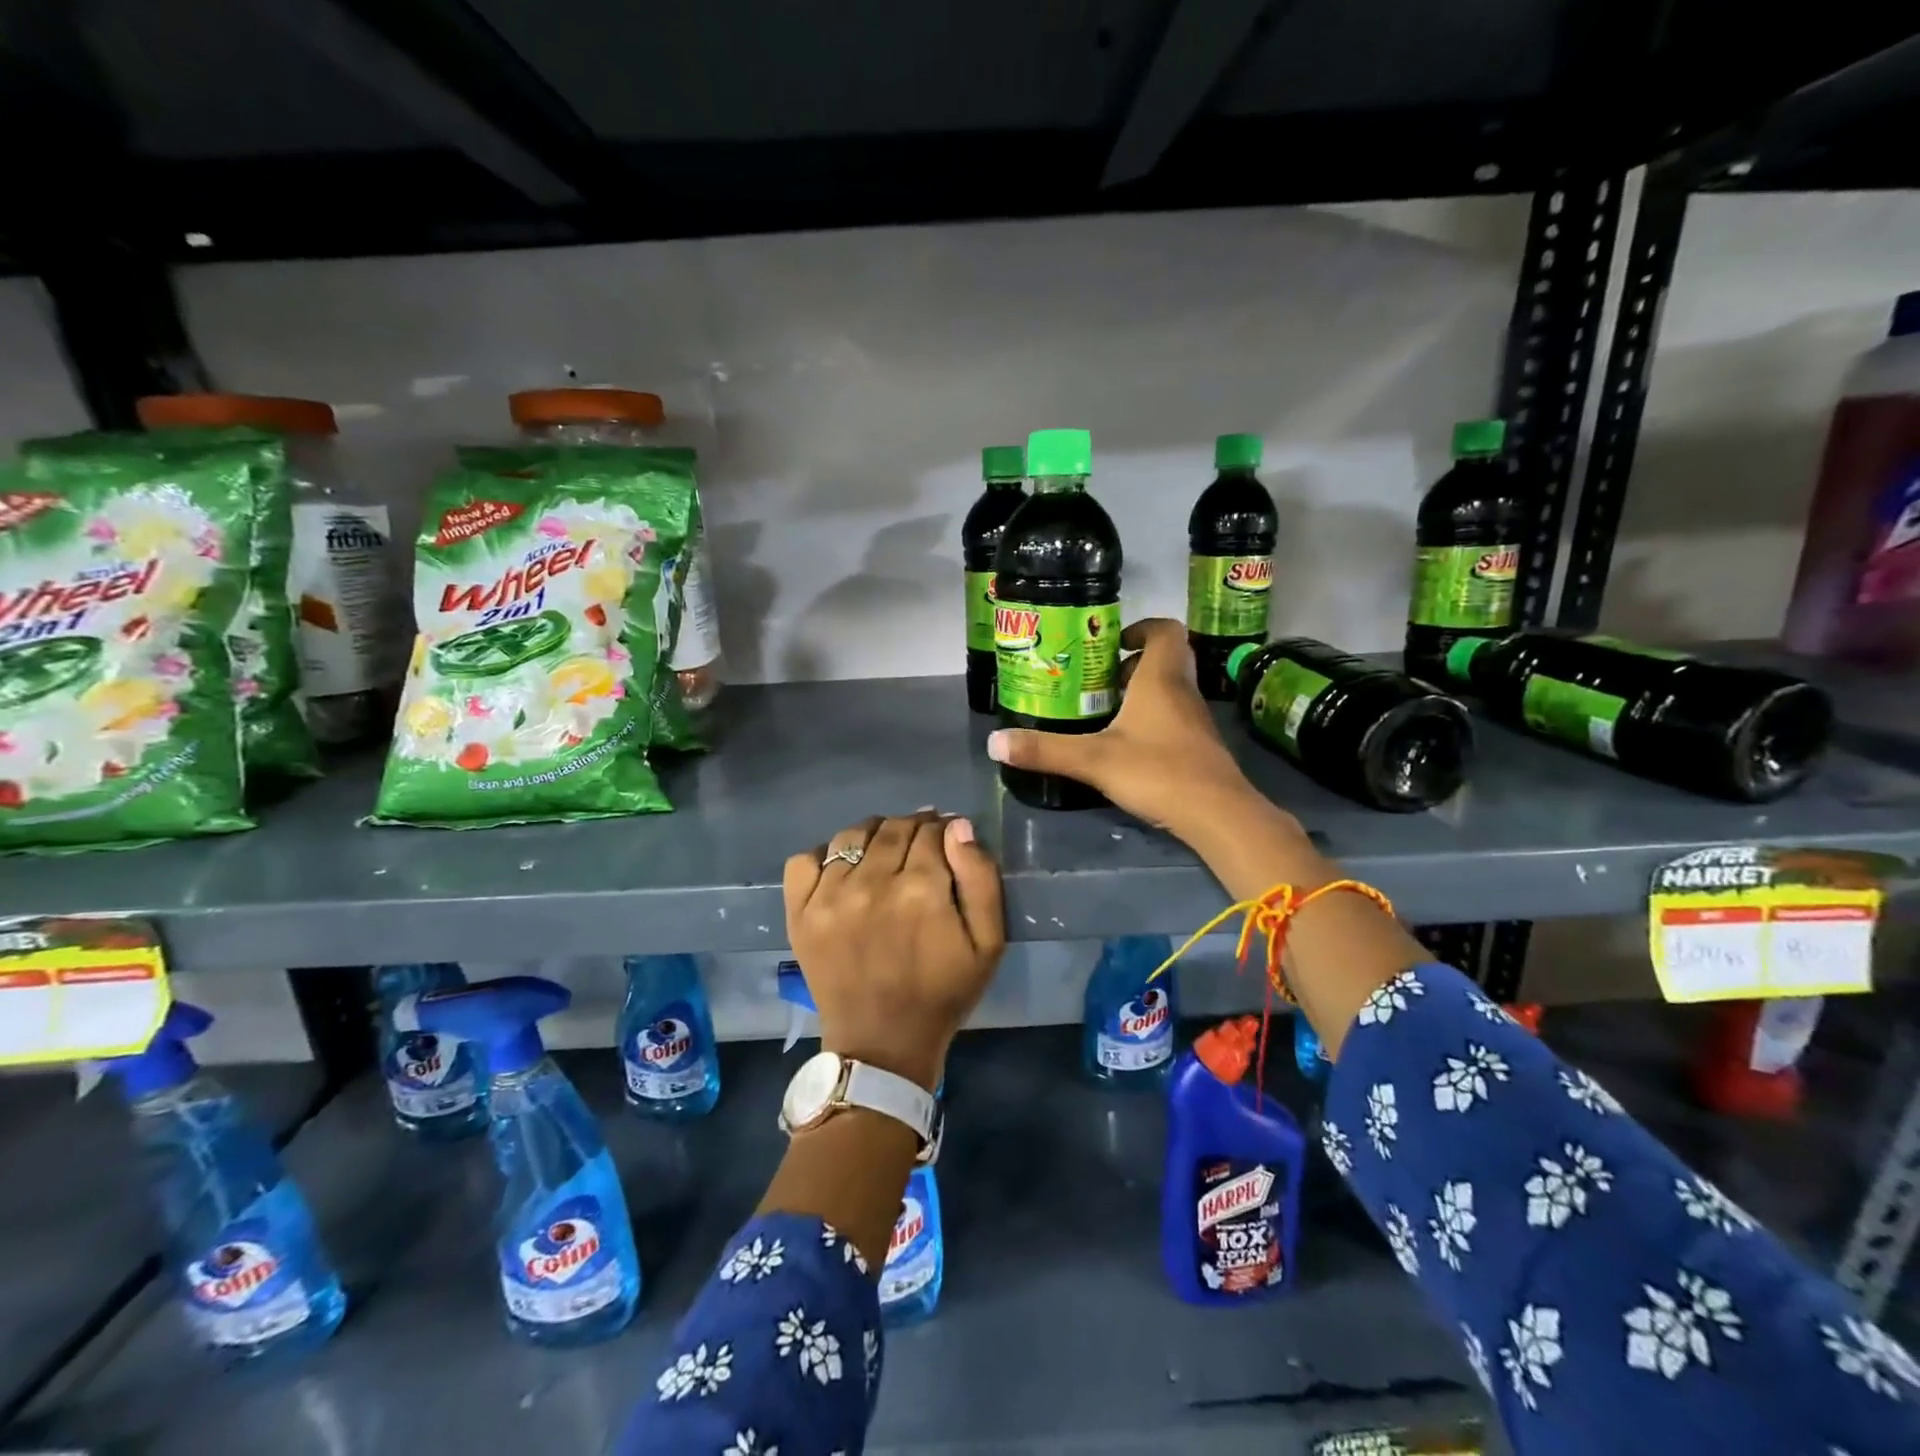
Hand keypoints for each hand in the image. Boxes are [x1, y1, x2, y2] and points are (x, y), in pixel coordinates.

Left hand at [783, 812, 1005, 1090]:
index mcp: (922, 889)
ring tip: (884, 852)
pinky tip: (843, 870)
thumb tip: (957, 827)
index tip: (947, 841)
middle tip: (920, 845)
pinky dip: (825, 855)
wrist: (882, 1044)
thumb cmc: (943, 993)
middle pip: (894, 828)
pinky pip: (805, 859)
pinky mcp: (800, 912)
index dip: (944, 830)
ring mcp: (829, 896)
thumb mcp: (988, 943)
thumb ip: (980, 878)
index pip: (932, 831)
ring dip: (874, 834)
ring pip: (852, 835)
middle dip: (913, 828)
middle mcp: (872, 883)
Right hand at [987, 618, 1272, 837]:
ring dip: (1140, 692)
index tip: (1112, 642)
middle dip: (1131, 663)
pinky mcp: (1198, 746)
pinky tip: (1126, 744)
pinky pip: (1174, 717)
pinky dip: (1151, 719)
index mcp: (1160, 679)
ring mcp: (1195, 720)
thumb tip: (994, 743)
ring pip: (1169, 690)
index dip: (1141, 628)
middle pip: (1165, 659)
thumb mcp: (1093, 760)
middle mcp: (1182, 691)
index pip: (1164, 630)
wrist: (1217, 814)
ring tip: (1104, 711)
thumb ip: (1045, 750)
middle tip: (1097, 679)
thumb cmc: (1158, 771)